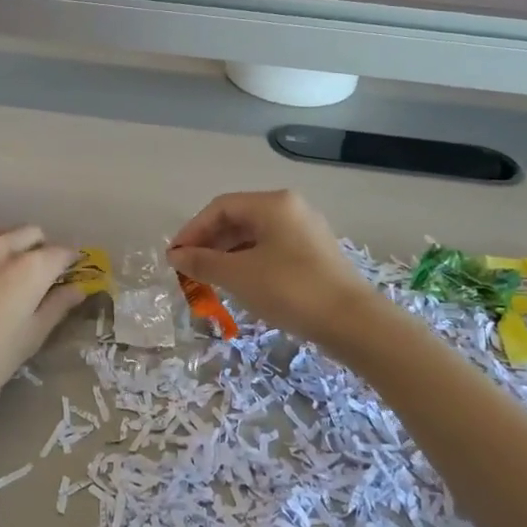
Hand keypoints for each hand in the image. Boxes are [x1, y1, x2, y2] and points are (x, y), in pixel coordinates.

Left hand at [0, 227, 82, 429]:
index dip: (69, 263)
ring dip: (7, 247)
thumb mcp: (29, 340)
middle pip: (30, 232)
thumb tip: (77, 288)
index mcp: (29, 268)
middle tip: (35, 277)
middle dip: (38, 248)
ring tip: (1, 277)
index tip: (68, 277)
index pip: (62, 252)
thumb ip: (56, 307)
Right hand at [167, 190, 371, 341]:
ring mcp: (305, 231)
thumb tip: (176, 256)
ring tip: (209, 279)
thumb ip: (202, 262)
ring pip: (255, 236)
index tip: (174, 257)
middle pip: (238, 219)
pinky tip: (239, 284)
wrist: (352, 322)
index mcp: (272, 203)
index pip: (220, 207)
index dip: (192, 230)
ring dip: (227, 255)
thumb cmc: (290, 289)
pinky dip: (248, 263)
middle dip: (209, 243)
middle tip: (188, 269)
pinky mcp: (315, 254)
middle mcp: (290, 209)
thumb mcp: (238, 276)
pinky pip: (271, 250)